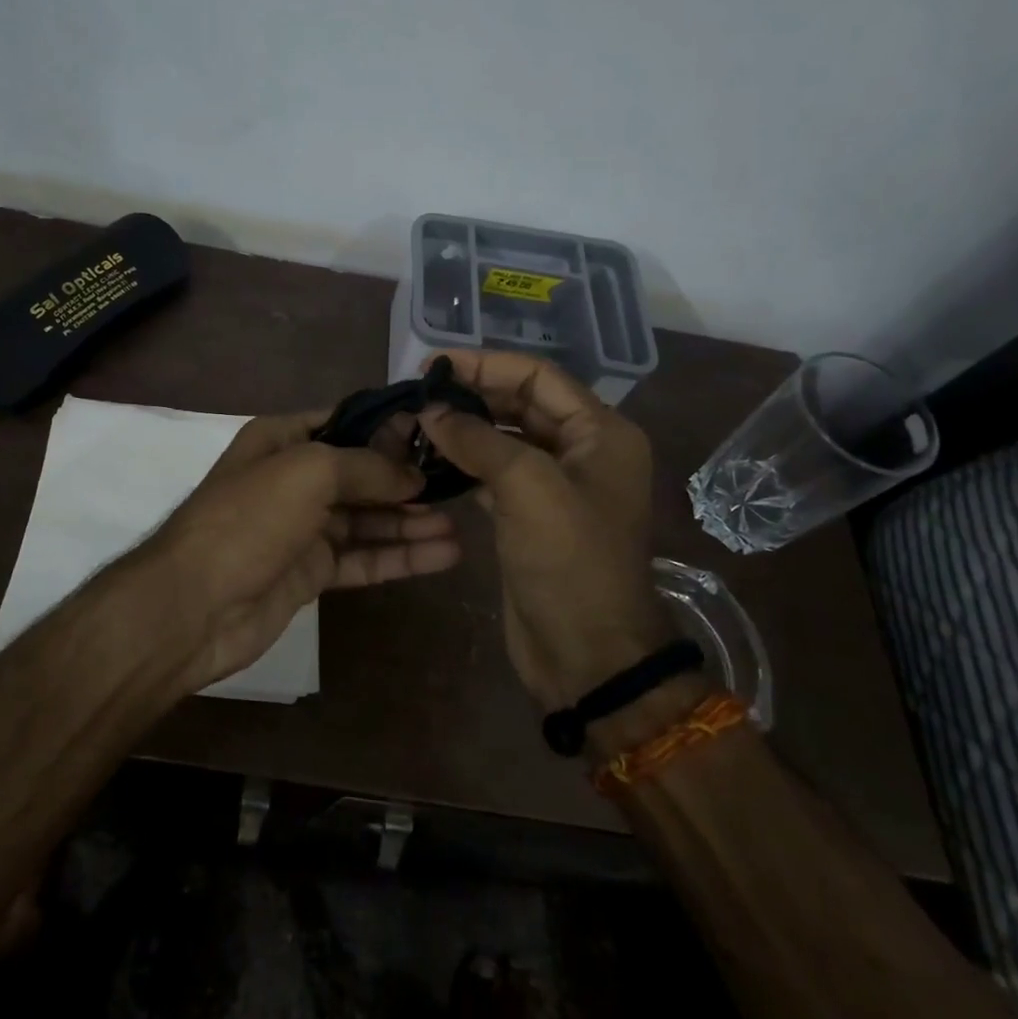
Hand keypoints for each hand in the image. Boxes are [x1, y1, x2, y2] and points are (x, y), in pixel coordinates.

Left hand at [142, 412, 460, 693]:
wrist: (195, 605)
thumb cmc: (249, 520)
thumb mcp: (308, 471)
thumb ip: (366, 465)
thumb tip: (414, 474)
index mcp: (283, 439)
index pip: (345, 421)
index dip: (389, 426)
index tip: (438, 432)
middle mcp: (294, 478)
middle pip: (361, 473)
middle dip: (406, 479)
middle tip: (459, 484)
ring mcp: (303, 528)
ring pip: (368, 519)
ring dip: (410, 522)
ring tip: (459, 525)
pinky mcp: (312, 572)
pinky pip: (363, 557)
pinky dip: (399, 556)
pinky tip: (441, 555)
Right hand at [418, 353, 678, 712]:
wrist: (587, 654)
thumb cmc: (569, 561)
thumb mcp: (527, 487)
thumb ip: (477, 440)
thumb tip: (431, 409)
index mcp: (601, 433)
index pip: (539, 377)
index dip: (487, 365)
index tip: (434, 364)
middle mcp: (583, 451)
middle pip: (521, 405)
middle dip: (472, 396)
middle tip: (419, 394)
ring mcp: (557, 485)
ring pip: (505, 440)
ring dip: (464, 430)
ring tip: (417, 423)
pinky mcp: (531, 515)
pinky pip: (495, 474)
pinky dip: (465, 464)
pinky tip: (430, 460)